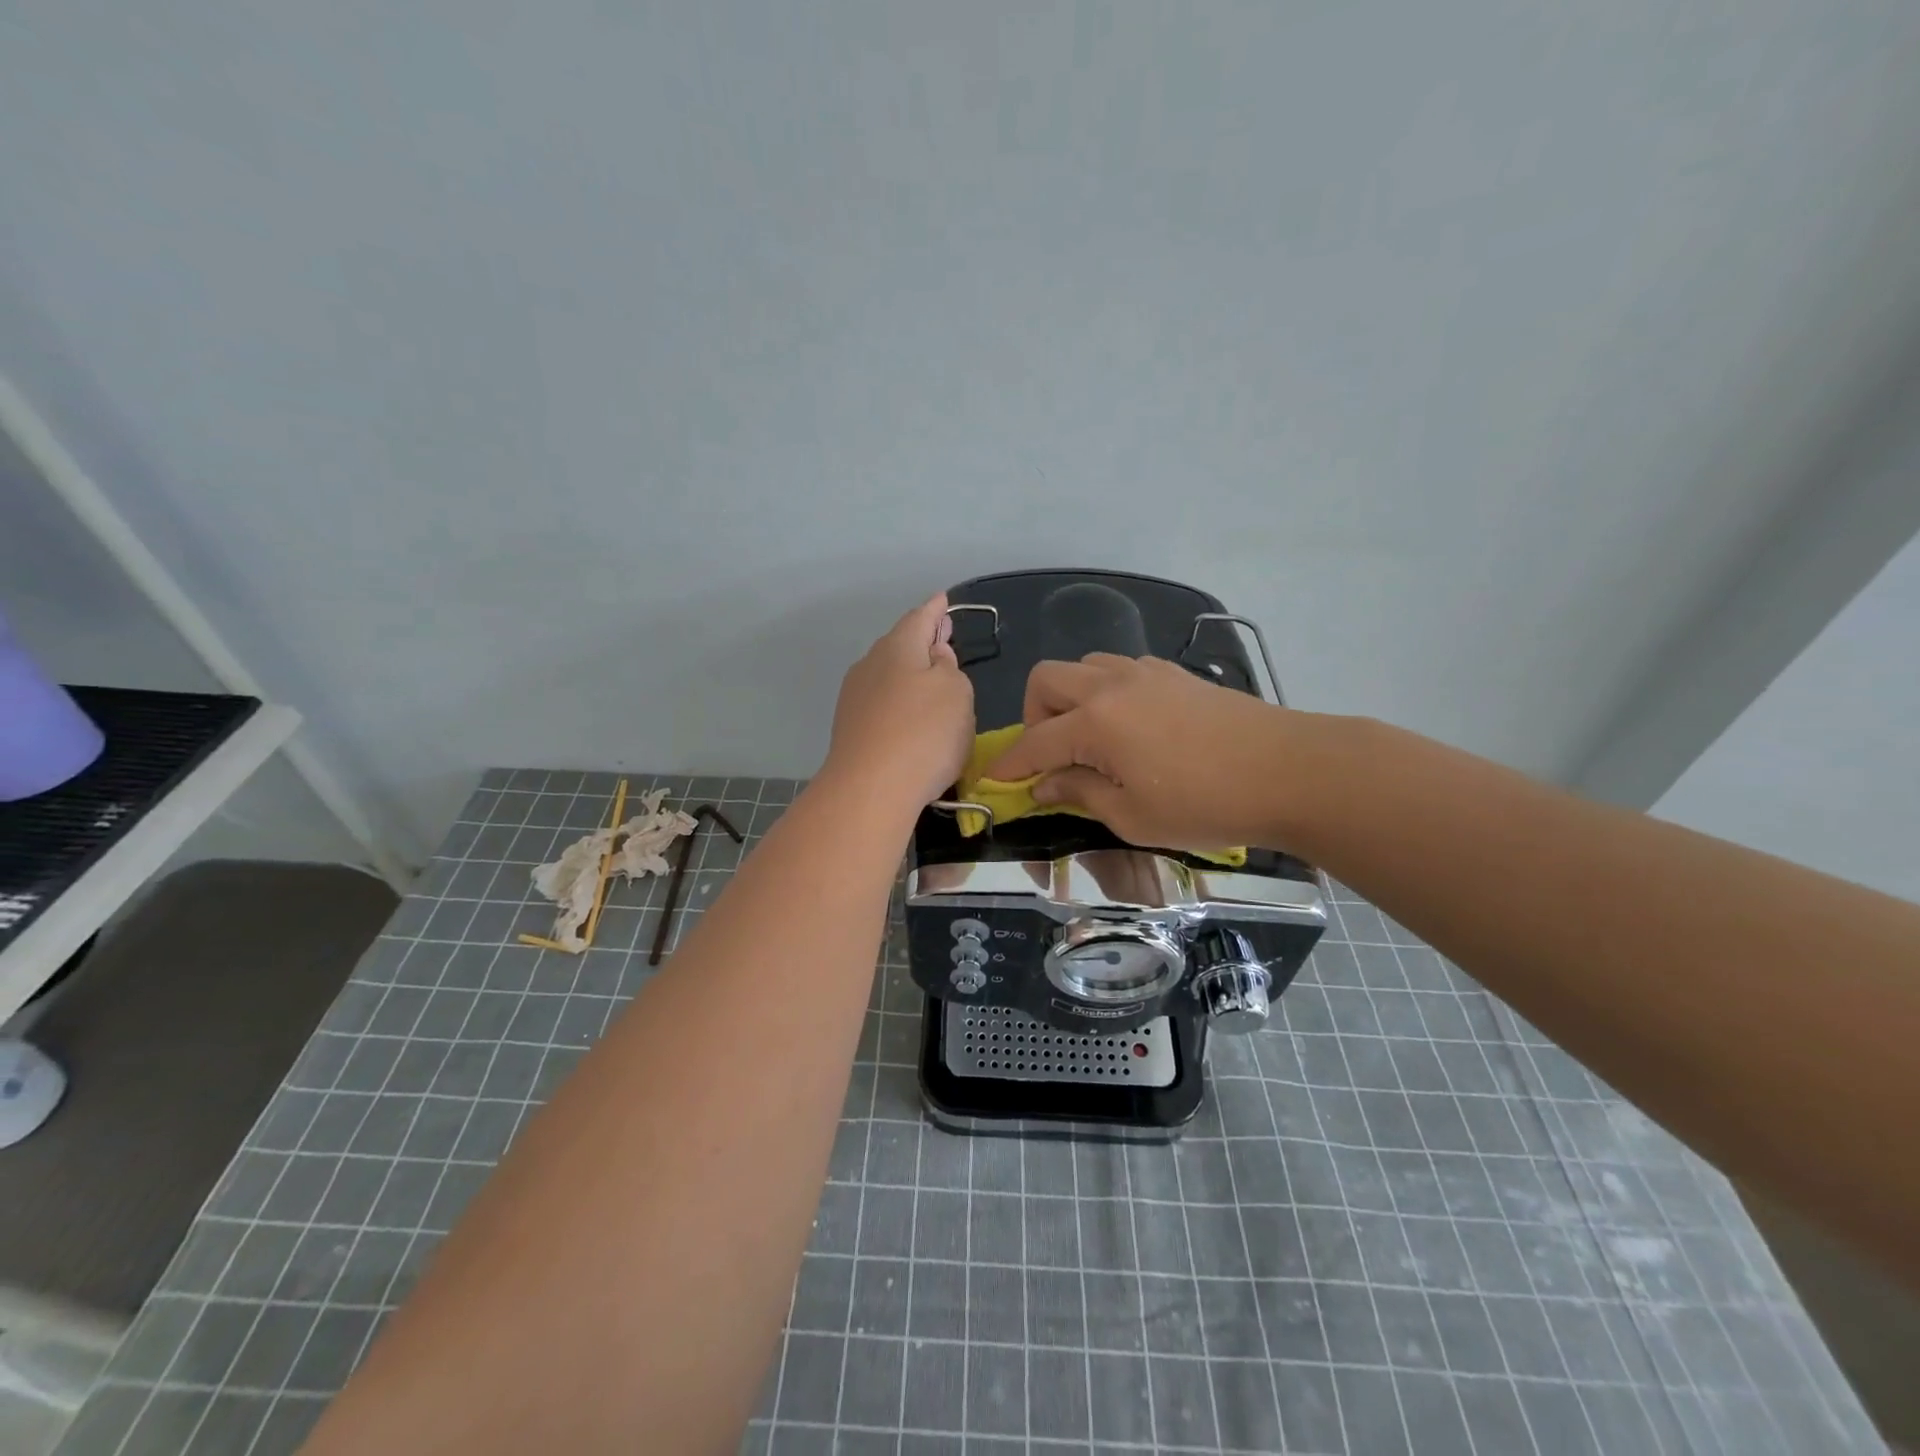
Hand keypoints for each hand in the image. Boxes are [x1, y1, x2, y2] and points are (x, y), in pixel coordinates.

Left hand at [824, 594, 975, 808]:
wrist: (869, 791)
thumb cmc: (923, 734)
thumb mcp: (957, 694)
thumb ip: (950, 668)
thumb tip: (934, 657)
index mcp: (897, 647)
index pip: (920, 618)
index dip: (935, 610)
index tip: (943, 600)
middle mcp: (870, 665)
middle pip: (900, 646)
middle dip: (922, 642)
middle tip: (942, 640)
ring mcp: (855, 698)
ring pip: (888, 676)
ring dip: (910, 675)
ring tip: (930, 682)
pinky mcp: (850, 730)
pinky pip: (882, 704)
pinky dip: (900, 703)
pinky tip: (910, 718)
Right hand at [984, 653, 1299, 851]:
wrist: (1289, 770)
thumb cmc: (1206, 804)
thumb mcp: (1133, 816)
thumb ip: (1080, 793)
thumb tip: (1044, 784)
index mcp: (1095, 723)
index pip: (1035, 742)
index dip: (1011, 763)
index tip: (996, 780)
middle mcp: (1111, 685)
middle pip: (1046, 680)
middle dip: (1033, 715)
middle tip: (1051, 754)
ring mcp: (1144, 672)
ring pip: (1083, 666)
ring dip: (1070, 698)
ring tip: (1090, 738)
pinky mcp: (1173, 672)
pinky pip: (1120, 668)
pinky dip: (1106, 691)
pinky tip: (1130, 725)